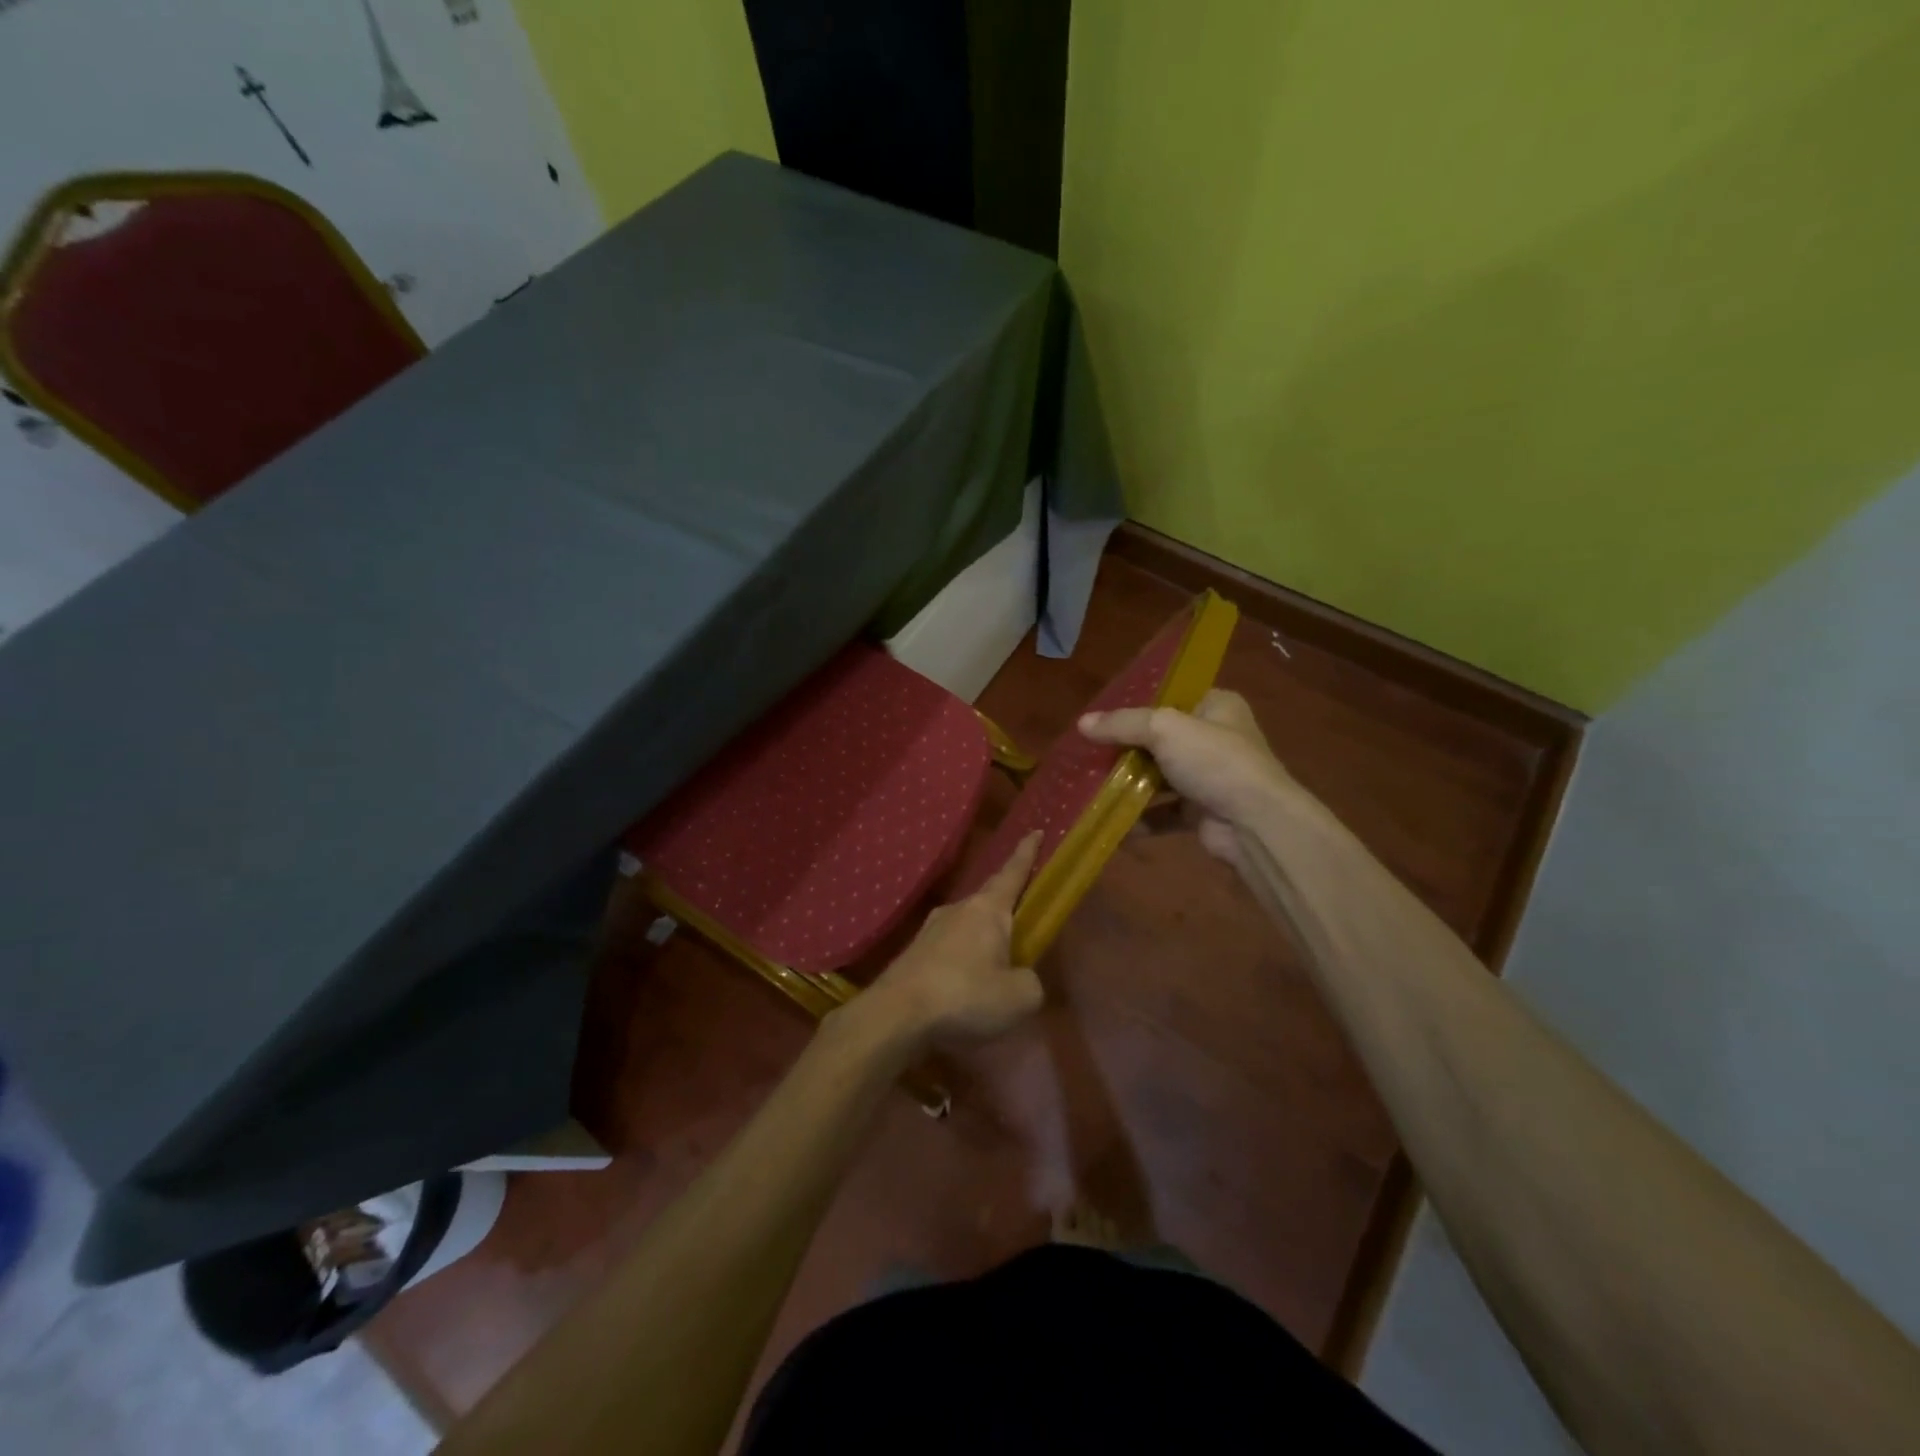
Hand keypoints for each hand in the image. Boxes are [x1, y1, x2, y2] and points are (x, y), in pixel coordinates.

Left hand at [847, 832, 1045, 1055]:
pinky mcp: (914, 954)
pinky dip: (962, 964)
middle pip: (990, 902)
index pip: (1013, 872)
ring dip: (983, 942)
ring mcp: (930, 930)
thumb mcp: (1019, 997)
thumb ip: (1030, 982)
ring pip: (967, 928)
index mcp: (987, 909)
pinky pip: (949, 951)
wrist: (895, 1015)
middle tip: (1023, 922)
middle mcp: (958, 909)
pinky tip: (965, 990)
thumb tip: (1021, 977)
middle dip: (1007, 909)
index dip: (1026, 853)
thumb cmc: (965, 995)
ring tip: (995, 971)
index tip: (1035, 831)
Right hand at [1079, 690, 1309, 867]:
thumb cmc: (1214, 761)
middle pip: (1161, 738)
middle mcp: (1215, 739)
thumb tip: (1081, 723)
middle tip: (1089, 749)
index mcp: (1217, 706)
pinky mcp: (1202, 812)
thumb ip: (1123, 724)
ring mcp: (1209, 777)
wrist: (1254, 823)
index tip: (1102, 714)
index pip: (1172, 697)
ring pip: (1160, 776)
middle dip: (1127, 747)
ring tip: (1091, 783)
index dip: (1137, 704)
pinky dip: (1140, 816)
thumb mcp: (1164, 729)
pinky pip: (1163, 811)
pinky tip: (1110, 819)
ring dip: (1130, 782)